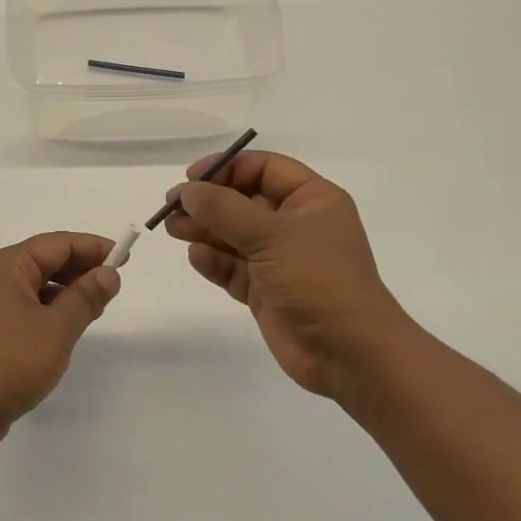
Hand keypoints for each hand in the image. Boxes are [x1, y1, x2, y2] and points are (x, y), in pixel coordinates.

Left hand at [0, 232, 120, 454]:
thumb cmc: (9, 362)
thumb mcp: (57, 328)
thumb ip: (85, 297)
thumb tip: (108, 273)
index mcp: (8, 266)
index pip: (58, 244)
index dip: (93, 248)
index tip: (124, 258)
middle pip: (47, 261)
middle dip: (82, 268)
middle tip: (115, 283)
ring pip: (39, 286)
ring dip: (68, 291)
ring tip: (98, 306)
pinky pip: (29, 308)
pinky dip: (52, 311)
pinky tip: (70, 328)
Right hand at [164, 151, 409, 399]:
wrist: (349, 353)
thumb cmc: (317, 278)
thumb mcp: (270, 234)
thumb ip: (224, 209)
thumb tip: (187, 191)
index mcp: (311, 200)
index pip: (264, 169)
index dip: (227, 168)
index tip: (192, 178)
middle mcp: (295, 224)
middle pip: (243, 200)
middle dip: (208, 202)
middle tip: (171, 206)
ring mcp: (279, 259)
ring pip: (233, 235)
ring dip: (204, 230)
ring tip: (173, 229)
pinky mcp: (265, 291)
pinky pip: (233, 268)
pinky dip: (214, 261)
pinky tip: (196, 257)